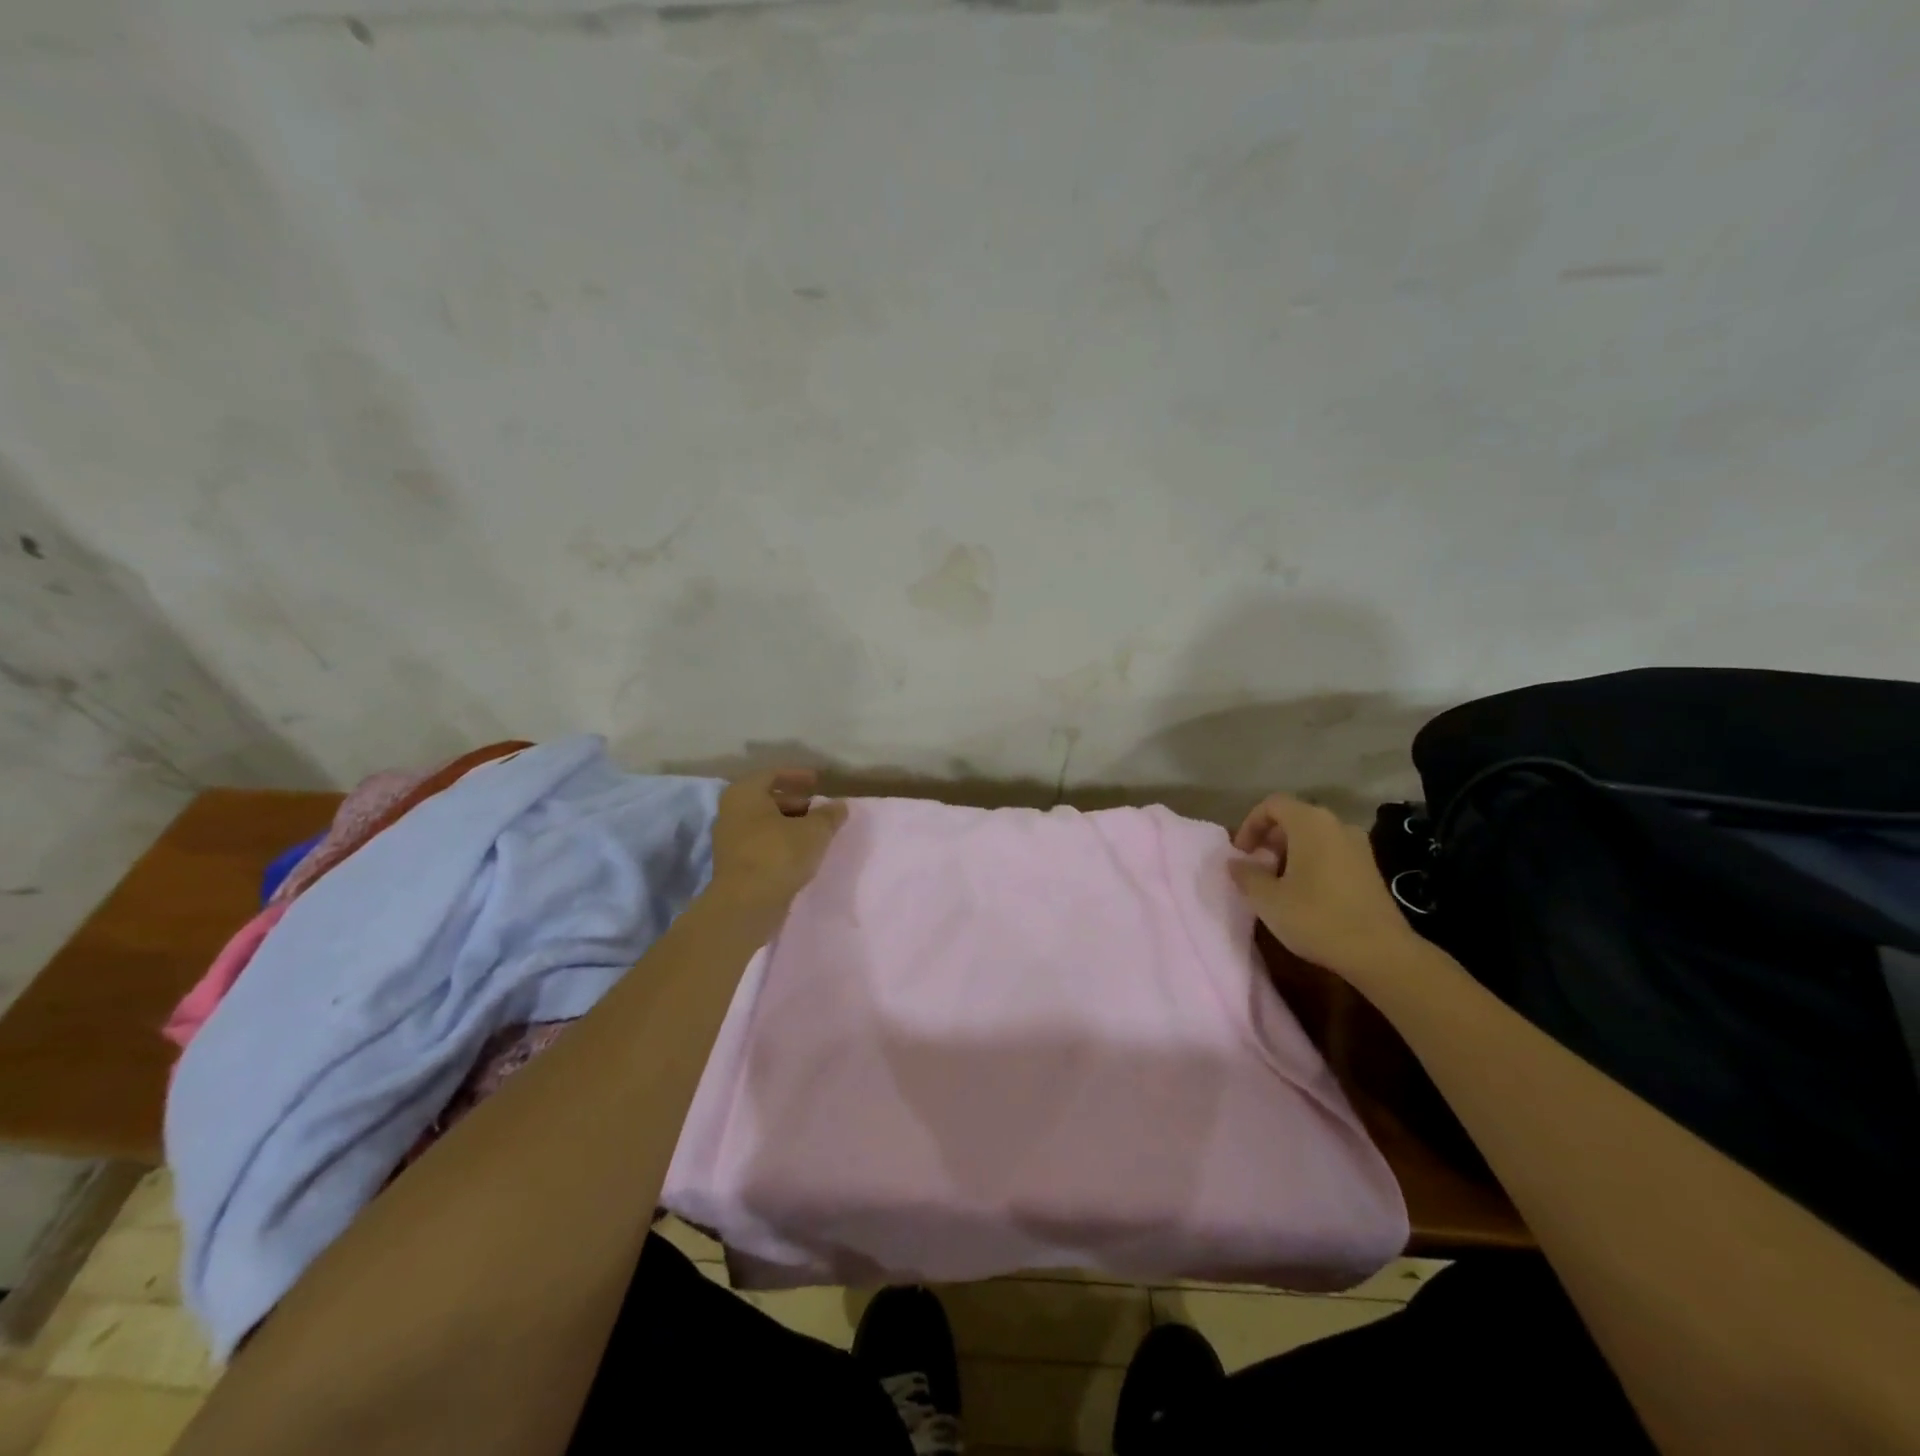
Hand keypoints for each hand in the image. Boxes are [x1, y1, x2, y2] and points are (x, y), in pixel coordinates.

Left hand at [708, 770, 847, 909]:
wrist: (746, 905)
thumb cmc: (779, 855)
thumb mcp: (814, 831)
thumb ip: (829, 815)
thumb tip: (840, 805)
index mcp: (745, 794)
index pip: (772, 774)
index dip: (797, 776)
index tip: (818, 782)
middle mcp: (731, 812)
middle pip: (766, 800)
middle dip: (794, 803)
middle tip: (818, 810)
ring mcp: (729, 840)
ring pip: (763, 824)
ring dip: (788, 825)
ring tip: (814, 834)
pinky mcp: (733, 865)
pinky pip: (760, 844)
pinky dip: (779, 843)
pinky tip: (800, 854)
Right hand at [1229, 794, 1420, 980]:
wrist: (1381, 953)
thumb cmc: (1317, 918)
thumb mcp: (1268, 899)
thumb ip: (1246, 875)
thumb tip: (1235, 863)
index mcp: (1310, 823)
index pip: (1272, 805)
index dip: (1250, 825)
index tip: (1241, 854)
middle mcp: (1336, 825)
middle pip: (1294, 818)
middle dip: (1269, 840)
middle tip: (1256, 868)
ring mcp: (1358, 846)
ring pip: (1313, 837)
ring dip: (1290, 853)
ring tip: (1277, 883)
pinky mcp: (1370, 868)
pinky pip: (1331, 853)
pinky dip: (1311, 863)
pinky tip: (1304, 894)